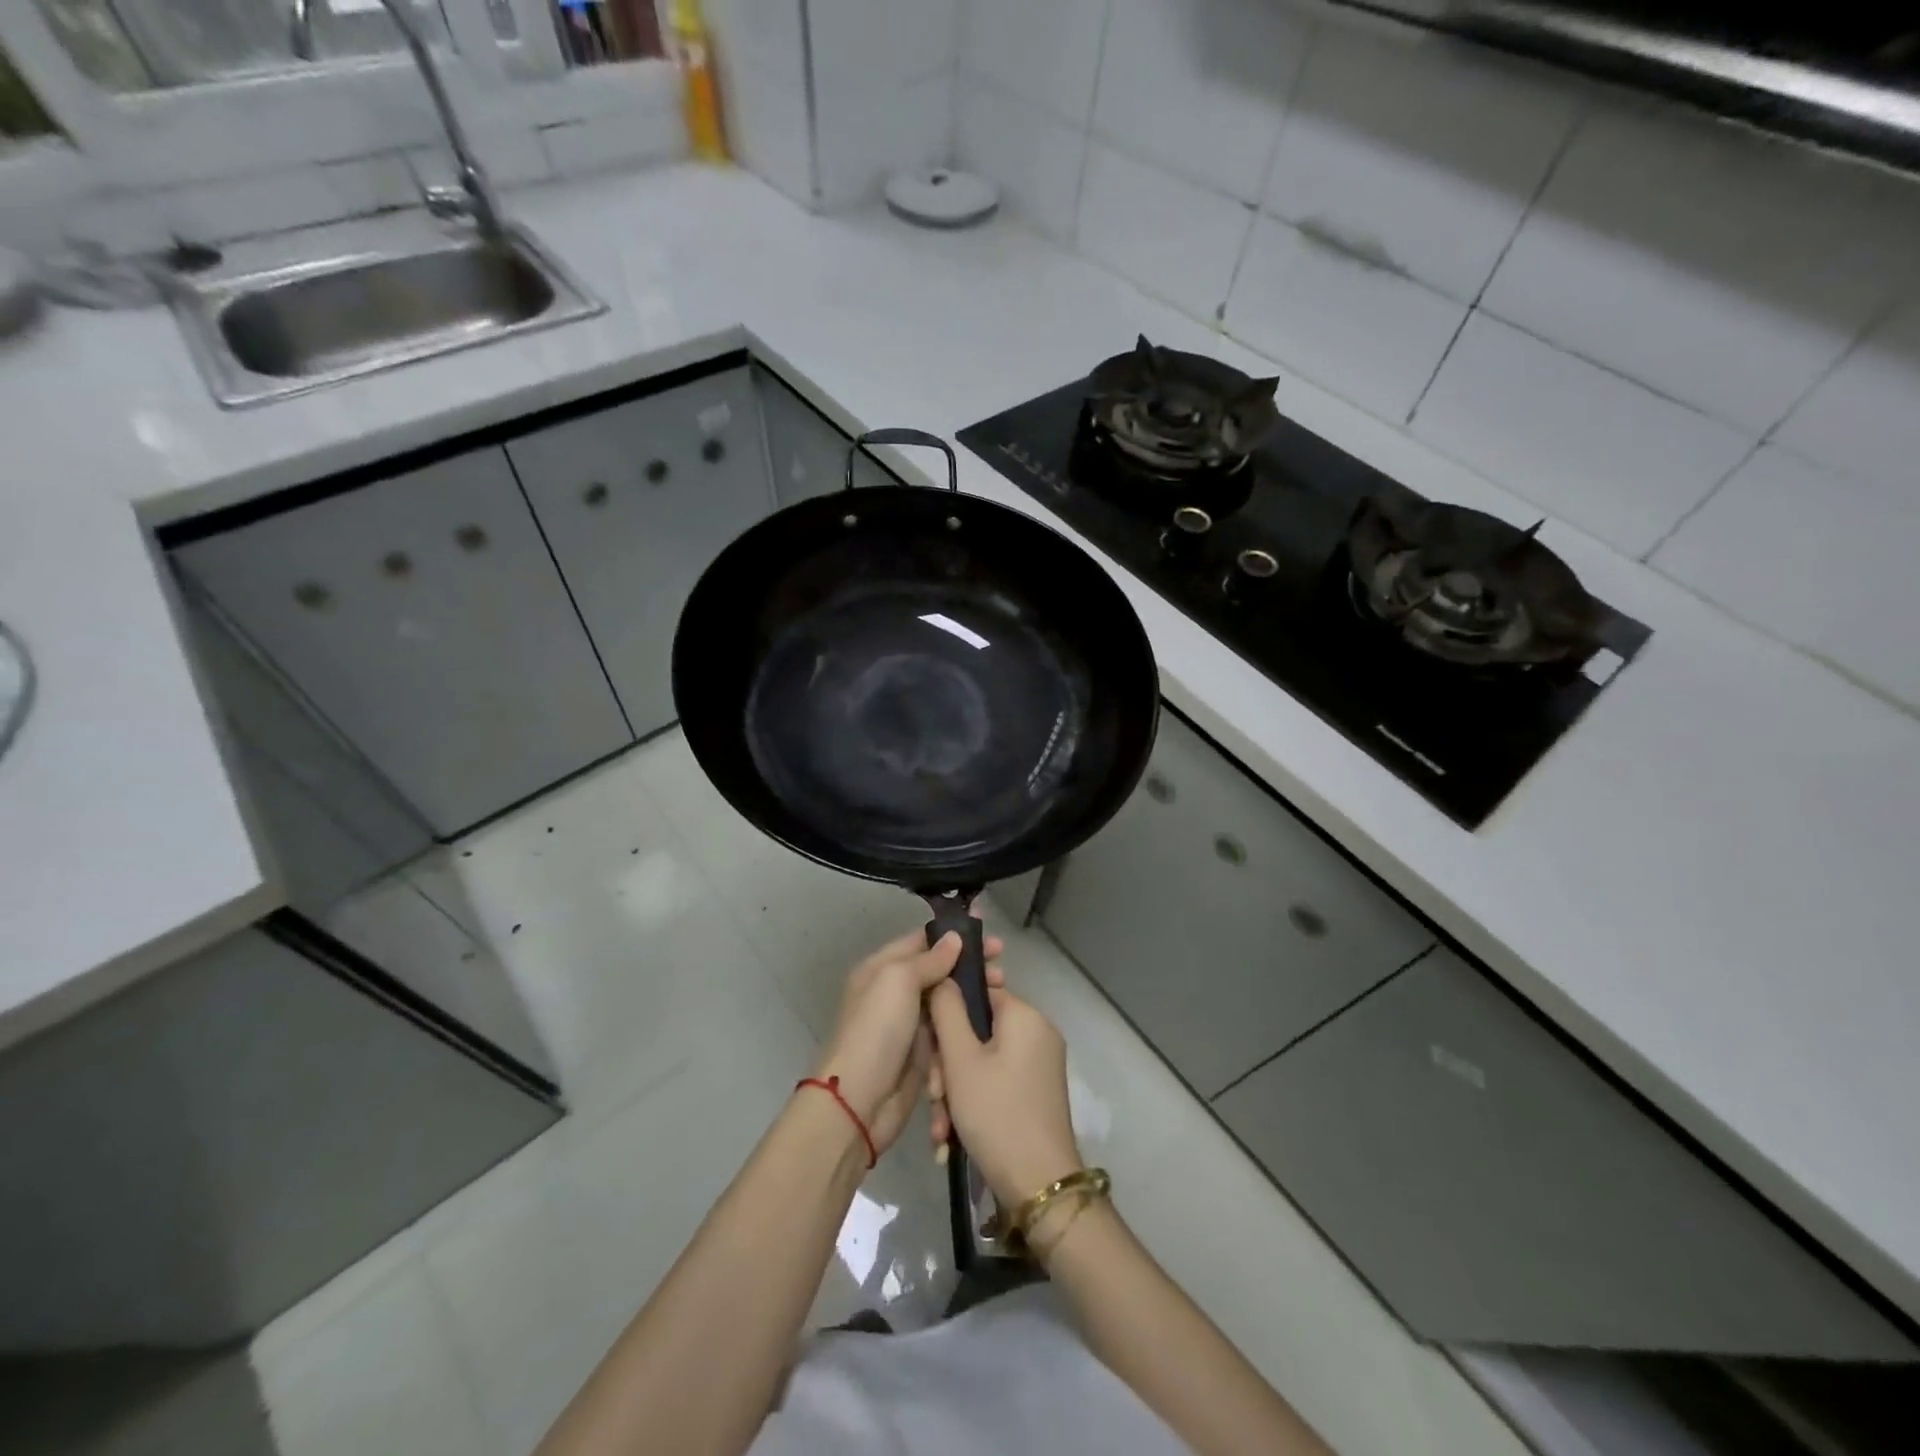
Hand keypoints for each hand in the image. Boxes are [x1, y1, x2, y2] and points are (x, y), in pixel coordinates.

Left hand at [814, 929, 1004, 1156]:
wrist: (859, 1103)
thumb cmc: (877, 1031)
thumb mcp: (898, 981)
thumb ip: (929, 959)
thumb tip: (954, 938)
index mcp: (881, 969)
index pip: (922, 942)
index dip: (955, 938)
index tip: (990, 939)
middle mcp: (894, 993)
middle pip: (939, 972)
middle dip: (970, 968)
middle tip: (1001, 971)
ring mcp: (910, 1024)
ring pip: (948, 1002)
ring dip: (974, 996)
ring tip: (1002, 993)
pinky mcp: (923, 1053)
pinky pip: (949, 1031)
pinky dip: (967, 1025)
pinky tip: (992, 1022)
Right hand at [927, 979, 1081, 1208]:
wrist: (1038, 1185)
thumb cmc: (996, 1112)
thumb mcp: (960, 1059)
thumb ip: (947, 1011)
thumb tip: (945, 977)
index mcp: (1025, 1015)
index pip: (978, 992)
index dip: (947, 1015)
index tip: (928, 1046)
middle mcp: (1037, 1033)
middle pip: (978, 1032)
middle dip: (947, 1065)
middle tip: (934, 1095)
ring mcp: (1039, 1065)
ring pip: (982, 1062)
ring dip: (955, 1091)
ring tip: (941, 1128)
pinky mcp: (1036, 1093)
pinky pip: (996, 1083)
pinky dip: (973, 1103)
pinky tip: (951, 1137)